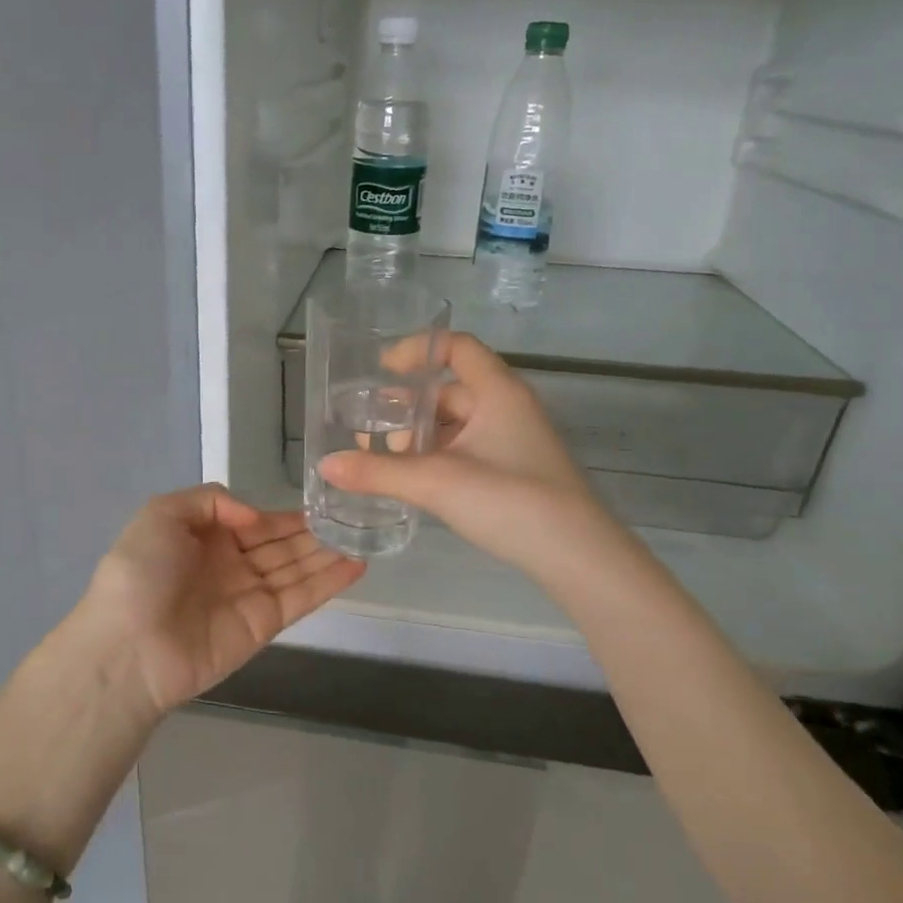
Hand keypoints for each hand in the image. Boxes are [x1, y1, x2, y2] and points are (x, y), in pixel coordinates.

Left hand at [80, 485, 364, 713]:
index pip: (255, 522)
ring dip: (328, 553)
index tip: (320, 503)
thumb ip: (209, 499)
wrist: (128, 648)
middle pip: (280, 545)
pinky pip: (301, 598)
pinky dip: (329, 583)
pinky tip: (357, 565)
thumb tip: (253, 516)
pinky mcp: (264, 625)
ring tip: (364, 535)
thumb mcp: (161, 515)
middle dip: (313, 533)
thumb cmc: (139, 574)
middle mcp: (229, 565)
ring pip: (296, 568)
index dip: (284, 515)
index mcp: (204, 538)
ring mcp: (248, 596)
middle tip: (353, 516)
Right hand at [319, 333, 614, 577]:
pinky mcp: (515, 472)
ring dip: (420, 438)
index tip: (382, 371)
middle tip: (369, 430)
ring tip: (385, 462)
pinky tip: (414, 483)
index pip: (457, 347)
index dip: (418, 350)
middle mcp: (508, 408)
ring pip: (457, 425)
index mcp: (497, 391)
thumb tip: (326, 464)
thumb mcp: (437, 482)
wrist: (577, 555)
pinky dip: (438, 459)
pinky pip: (467, 451)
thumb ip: (378, 472)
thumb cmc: (510, 500)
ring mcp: (514, 441)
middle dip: (408, 408)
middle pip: (450, 390)